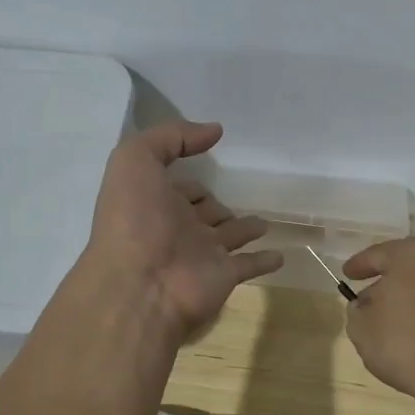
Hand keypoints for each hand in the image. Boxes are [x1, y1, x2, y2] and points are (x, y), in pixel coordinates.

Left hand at [80, 121, 282, 340]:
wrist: (140, 285)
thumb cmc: (134, 219)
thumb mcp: (136, 160)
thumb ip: (171, 137)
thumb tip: (214, 130)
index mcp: (155, 201)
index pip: (178, 187)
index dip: (189, 179)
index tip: (208, 172)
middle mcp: (177, 227)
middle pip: (204, 211)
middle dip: (216, 204)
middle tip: (236, 198)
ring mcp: (202, 253)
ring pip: (229, 236)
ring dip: (245, 228)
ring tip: (264, 223)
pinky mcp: (224, 275)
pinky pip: (250, 264)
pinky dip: (265, 260)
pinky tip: (280, 256)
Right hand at [343, 236, 414, 397]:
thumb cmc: (402, 343)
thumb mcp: (361, 326)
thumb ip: (358, 308)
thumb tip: (368, 305)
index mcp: (414, 254)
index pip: (379, 254)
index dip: (359, 265)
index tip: (348, 274)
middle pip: (410, 267)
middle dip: (391, 281)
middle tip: (372, 298)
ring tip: (401, 319)